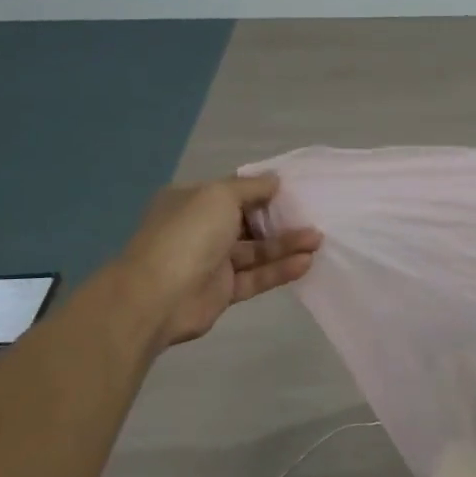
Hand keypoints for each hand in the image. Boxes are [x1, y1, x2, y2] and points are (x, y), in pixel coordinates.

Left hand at [115, 175, 321, 348]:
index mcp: (191, 202)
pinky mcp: (223, 290)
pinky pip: (256, 277)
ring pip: (256, 251)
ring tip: (317, 241)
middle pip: (249, 222)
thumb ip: (251, 187)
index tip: (296, 192)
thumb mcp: (219, 196)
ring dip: (286, 245)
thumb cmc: (188, 234)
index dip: (264, 191)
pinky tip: (305, 263)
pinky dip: (279, 270)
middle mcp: (200, 229)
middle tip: (313, 218)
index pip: (234, 193)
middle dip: (281, 221)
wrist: (157, 296)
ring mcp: (211, 262)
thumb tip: (275, 180)